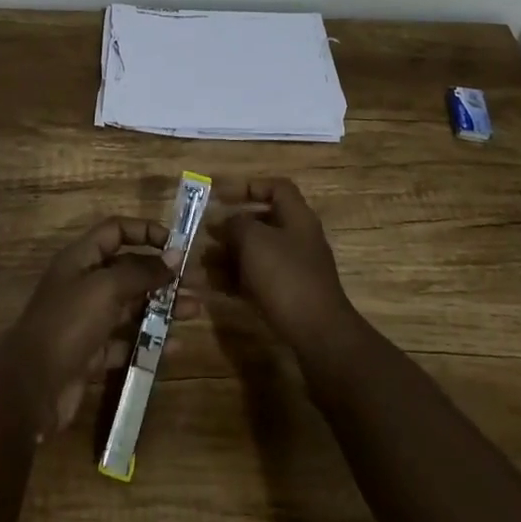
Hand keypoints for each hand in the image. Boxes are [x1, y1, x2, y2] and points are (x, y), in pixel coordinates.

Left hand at [0, 217, 196, 437]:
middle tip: (196, 284)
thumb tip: (175, 256)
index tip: (176, 244)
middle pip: (129, 271)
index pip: (116, 231)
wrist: (29, 390)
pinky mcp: (91, 355)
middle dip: (162, 276)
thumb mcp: (106, 288)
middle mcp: (84, 284)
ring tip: (194, 312)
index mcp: (81, 259)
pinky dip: (149, 342)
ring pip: (131, 307)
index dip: (145, 232)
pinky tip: (174, 346)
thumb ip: (142, 271)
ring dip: (163, 308)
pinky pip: (126, 341)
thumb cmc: (67, 324)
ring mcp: (87, 321)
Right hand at [204, 177, 357, 357]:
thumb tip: (227, 221)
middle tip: (205, 232)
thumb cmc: (285, 276)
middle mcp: (298, 239)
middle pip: (263, 222)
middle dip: (232, 227)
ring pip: (257, 253)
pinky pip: (258, 279)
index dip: (250, 187)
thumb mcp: (254, 241)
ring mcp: (295, 269)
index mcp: (297, 217)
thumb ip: (236, 223)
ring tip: (202, 262)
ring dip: (229, 255)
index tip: (222, 196)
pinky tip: (214, 285)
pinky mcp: (289, 296)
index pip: (277, 188)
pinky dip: (236, 279)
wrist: (318, 334)